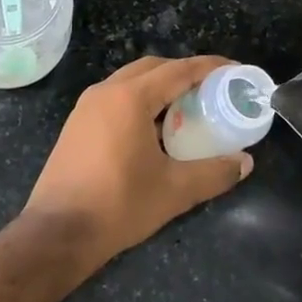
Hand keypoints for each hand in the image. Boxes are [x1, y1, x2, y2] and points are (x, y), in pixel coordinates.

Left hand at [23, 55, 253, 274]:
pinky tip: (154, 128)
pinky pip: (116, 97)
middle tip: (211, 89)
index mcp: (131, 97)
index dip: (210, 67)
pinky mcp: (77, 123)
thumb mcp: (174, 190)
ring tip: (186, 106)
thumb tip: (245, 163)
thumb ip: (213, 173)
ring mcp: (87, 106)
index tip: (234, 70)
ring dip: (160, 86)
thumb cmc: (118, 205)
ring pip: (132, 80)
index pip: (179, 70)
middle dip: (185, 72)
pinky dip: (141, 100)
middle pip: (154, 67)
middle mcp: (107, 91)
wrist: (56, 234)